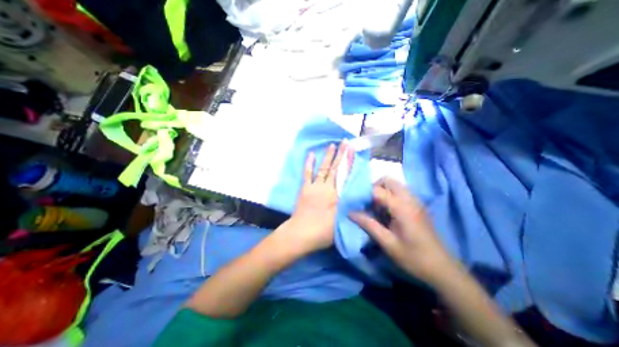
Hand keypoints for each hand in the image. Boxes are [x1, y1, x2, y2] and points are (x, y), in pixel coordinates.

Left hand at [276, 140, 352, 254]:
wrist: (301, 234)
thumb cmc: (324, 231)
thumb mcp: (342, 220)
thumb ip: (350, 206)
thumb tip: (357, 195)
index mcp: (337, 195)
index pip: (345, 175)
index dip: (349, 162)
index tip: (352, 151)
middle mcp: (327, 187)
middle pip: (335, 168)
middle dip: (341, 154)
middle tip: (345, 142)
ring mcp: (315, 187)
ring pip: (323, 168)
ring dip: (328, 156)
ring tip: (332, 145)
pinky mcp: (305, 189)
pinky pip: (307, 174)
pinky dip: (309, 164)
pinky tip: (311, 154)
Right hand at [350, 177, 455, 285]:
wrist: (443, 269)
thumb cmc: (414, 258)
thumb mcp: (388, 243)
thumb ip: (368, 224)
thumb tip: (350, 212)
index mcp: (402, 207)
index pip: (377, 190)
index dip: (364, 194)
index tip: (355, 203)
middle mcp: (410, 199)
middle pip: (388, 180)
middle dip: (374, 187)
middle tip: (367, 202)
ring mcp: (416, 201)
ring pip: (395, 184)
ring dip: (382, 190)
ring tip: (375, 207)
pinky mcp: (418, 206)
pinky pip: (401, 192)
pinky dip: (390, 195)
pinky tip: (387, 211)